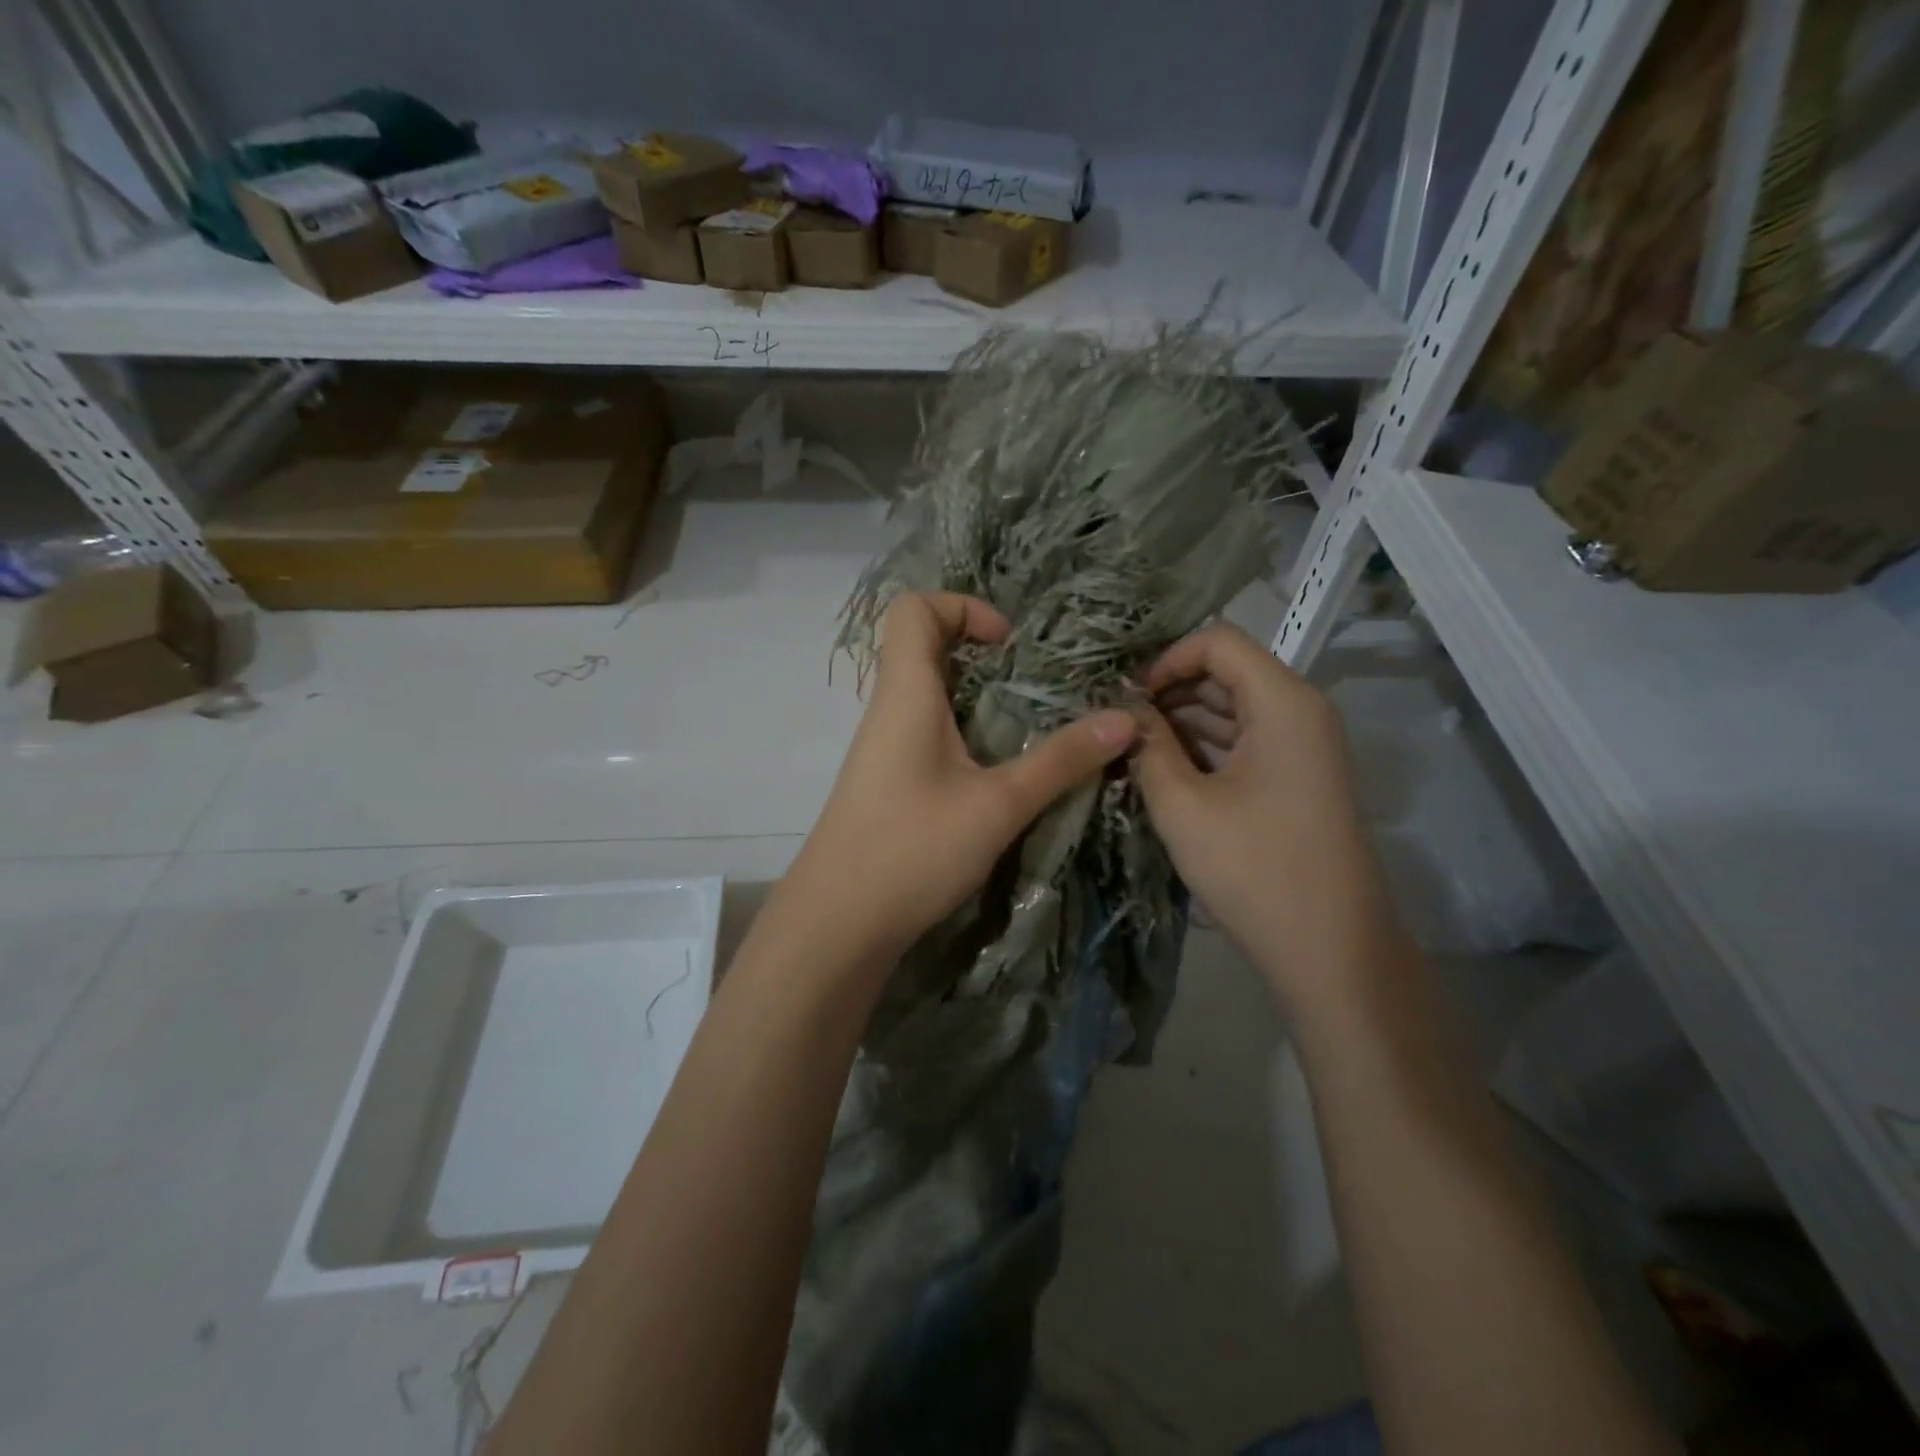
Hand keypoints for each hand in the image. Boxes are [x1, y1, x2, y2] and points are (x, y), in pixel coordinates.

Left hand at [780, 592, 1136, 969]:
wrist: (838, 923)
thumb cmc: (912, 849)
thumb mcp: (998, 804)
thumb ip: (1061, 760)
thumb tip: (1125, 719)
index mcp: (905, 693)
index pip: (913, 607)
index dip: (962, 606)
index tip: (1009, 645)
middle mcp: (889, 709)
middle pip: (926, 647)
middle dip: (985, 655)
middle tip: (1037, 686)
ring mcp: (885, 748)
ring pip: (931, 694)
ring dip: (981, 699)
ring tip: (1031, 727)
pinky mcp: (889, 782)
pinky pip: (929, 733)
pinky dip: (967, 734)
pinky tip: (1000, 772)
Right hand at [1131, 622, 1398, 1011]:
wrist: (1330, 949)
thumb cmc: (1254, 868)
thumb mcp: (1182, 804)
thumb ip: (1147, 747)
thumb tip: (1124, 713)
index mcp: (1283, 702)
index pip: (1218, 642)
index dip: (1166, 659)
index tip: (1126, 698)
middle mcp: (1301, 712)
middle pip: (1227, 673)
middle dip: (1169, 691)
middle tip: (1117, 723)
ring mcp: (1304, 747)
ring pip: (1234, 709)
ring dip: (1182, 722)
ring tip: (1130, 747)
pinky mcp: (1298, 779)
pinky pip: (1245, 742)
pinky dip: (1204, 748)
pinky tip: (1163, 770)